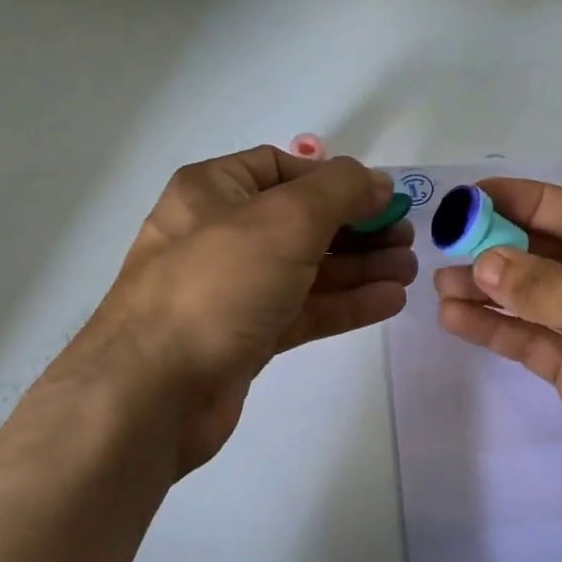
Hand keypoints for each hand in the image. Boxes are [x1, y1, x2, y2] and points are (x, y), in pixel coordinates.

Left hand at [57, 146, 416, 476]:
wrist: (154, 392)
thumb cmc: (218, 284)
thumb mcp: (286, 219)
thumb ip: (340, 191)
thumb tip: (377, 183)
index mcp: (213, 191)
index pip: (281, 169)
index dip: (334, 179)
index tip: (380, 198)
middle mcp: (219, 234)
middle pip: (301, 221)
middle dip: (357, 227)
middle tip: (406, 237)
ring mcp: (231, 289)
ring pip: (306, 269)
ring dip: (359, 267)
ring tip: (408, 270)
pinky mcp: (244, 336)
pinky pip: (302, 310)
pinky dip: (344, 303)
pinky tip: (389, 301)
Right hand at [434, 179, 561, 560]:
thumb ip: (544, 285)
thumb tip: (483, 263)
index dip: (530, 201)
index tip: (476, 195)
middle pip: (557, 255)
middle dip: (503, 248)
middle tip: (448, 241)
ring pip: (537, 299)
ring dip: (490, 290)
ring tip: (440, 283)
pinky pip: (532, 339)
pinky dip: (495, 328)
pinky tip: (455, 318)